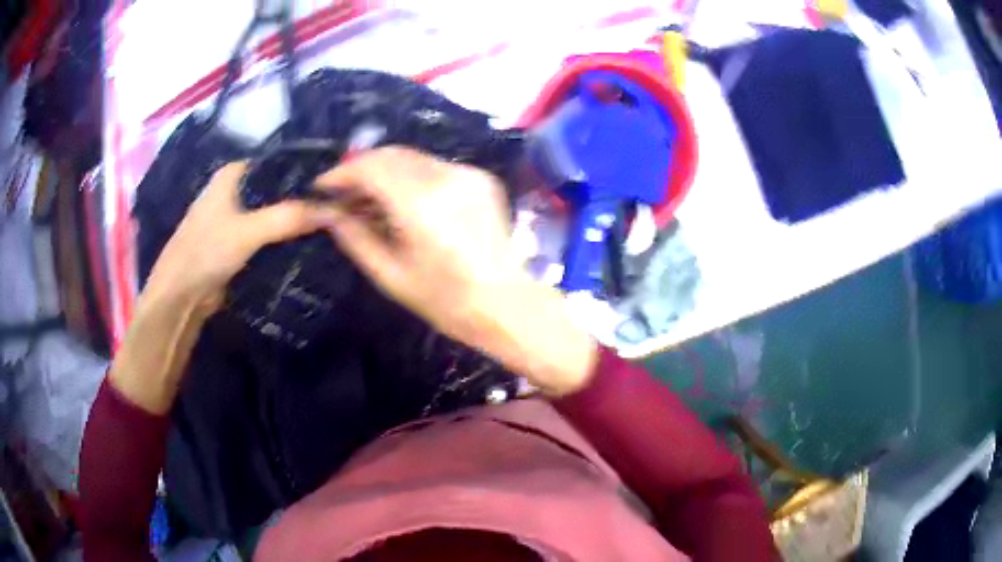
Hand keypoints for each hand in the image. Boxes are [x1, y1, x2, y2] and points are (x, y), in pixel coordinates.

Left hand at [142, 162, 330, 314]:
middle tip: (338, 207)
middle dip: (303, 199)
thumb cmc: (206, 252)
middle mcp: (234, 190)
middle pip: (277, 190)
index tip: (336, 183)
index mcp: (233, 174)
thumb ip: (288, 218)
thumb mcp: (248, 231)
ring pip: (272, 213)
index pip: (278, 163)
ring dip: (294, 221)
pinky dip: (283, 239)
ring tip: (330, 225)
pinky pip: (267, 236)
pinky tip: (307, 244)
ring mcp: (234, 218)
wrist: (180, 296)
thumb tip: (335, 211)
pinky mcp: (236, 243)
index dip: (305, 171)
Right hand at [315, 147, 596, 394]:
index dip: (342, 172)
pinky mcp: (481, 177)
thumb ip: (354, 236)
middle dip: (361, 167)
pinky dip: (411, 175)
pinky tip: (402, 199)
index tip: (323, 185)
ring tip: (368, 197)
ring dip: (385, 169)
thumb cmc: (444, 299)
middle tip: (343, 191)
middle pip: (391, 154)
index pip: (370, 168)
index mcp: (420, 204)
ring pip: (412, 157)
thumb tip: (328, 212)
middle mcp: (446, 177)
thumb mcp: (390, 274)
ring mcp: (467, 173)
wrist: (505, 303)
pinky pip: (435, 166)